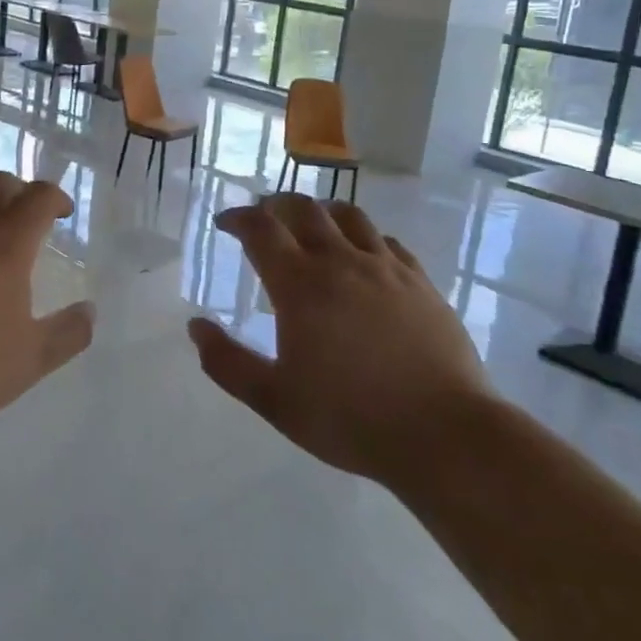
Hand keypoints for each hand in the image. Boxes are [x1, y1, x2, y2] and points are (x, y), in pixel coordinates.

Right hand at [187, 194, 492, 480]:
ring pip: (349, 216)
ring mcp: (386, 268)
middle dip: (276, 205)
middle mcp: (341, 262)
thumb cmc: (350, 419)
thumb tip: (195, 326)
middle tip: (264, 218)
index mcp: (301, 285)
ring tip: (312, 226)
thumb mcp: (275, 401)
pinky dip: (364, 237)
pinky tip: (364, 256)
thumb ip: (227, 363)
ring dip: (321, 212)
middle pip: (304, 209)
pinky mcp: (421, 282)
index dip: (238, 218)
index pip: (261, 229)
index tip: (226, 223)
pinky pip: (387, 241)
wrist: (445, 434)